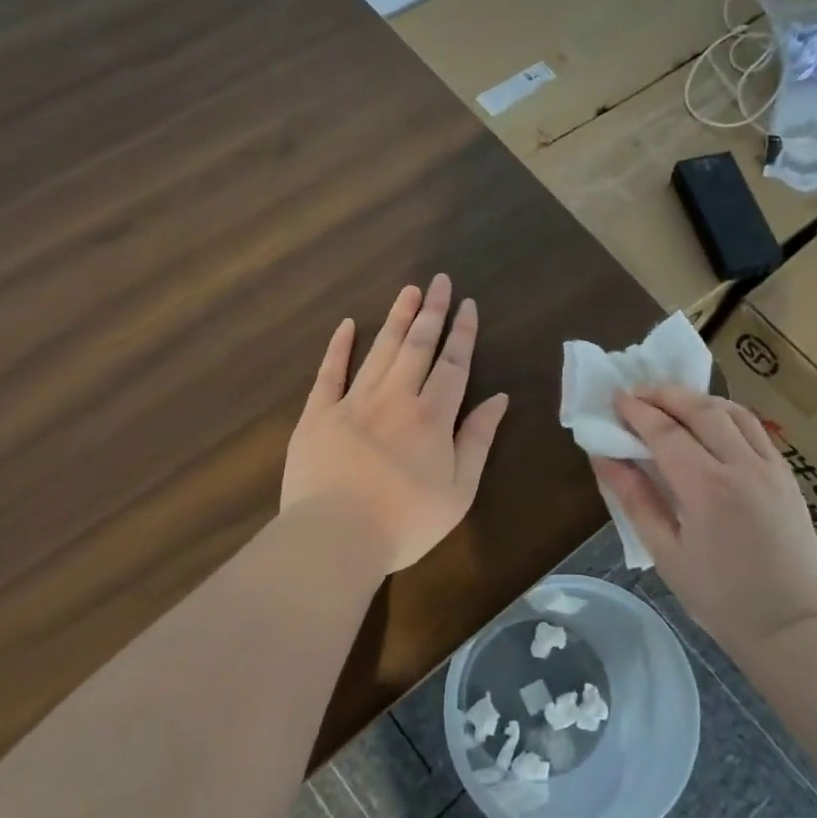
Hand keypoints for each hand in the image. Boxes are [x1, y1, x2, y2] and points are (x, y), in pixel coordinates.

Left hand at [283, 275, 510, 573]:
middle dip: (432, 311)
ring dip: (396, 318)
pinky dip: (339, 346)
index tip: (467, 304)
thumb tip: (499, 399)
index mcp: (432, 416)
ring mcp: (353, 402)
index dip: (462, 333)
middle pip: (417, 346)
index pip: (453, 364)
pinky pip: (329, 372)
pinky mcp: (317, 414)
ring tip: (408, 291)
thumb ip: (478, 440)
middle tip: (439, 280)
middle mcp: (395, 397)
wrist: (335, 537)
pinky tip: (348, 324)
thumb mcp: (459, 490)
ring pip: (380, 350)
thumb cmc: (405, 522)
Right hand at [590, 385, 816, 652]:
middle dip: (665, 394)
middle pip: (700, 409)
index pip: (665, 431)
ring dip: (698, 399)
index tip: (615, 398)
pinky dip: (728, 415)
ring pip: (733, 411)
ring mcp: (771, 468)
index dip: (636, 411)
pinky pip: (756, 430)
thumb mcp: (665, 552)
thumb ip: (635, 499)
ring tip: (672, 401)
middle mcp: (741, 466)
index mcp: (705, 487)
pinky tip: (712, 424)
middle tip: (638, 392)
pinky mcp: (788, 476)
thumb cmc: (719, 598)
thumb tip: (604, 458)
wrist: (790, 626)